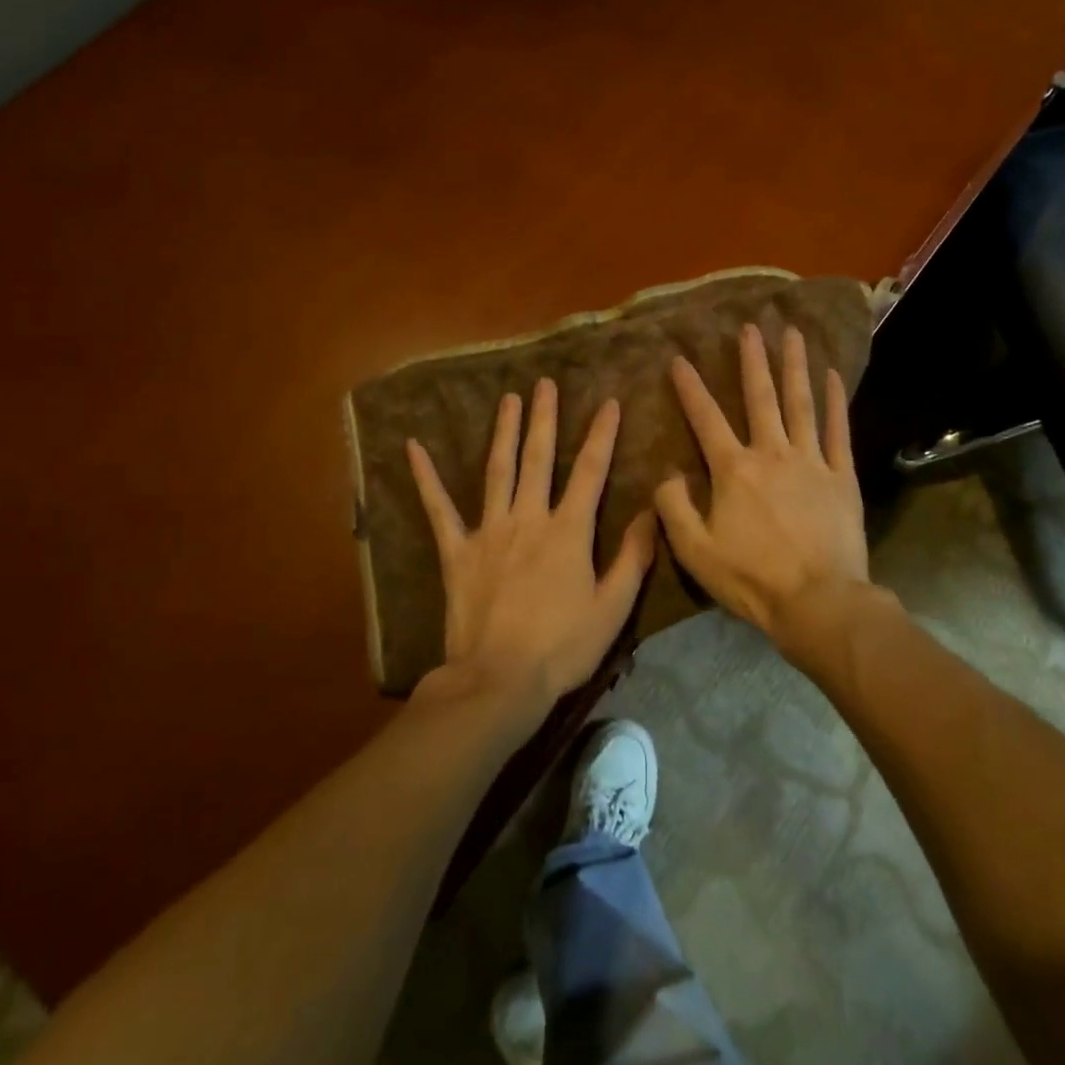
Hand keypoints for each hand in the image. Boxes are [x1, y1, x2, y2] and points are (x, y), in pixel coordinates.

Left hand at [407, 379, 654, 710]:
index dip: (602, 434)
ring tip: (508, 399)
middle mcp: (529, 518)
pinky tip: (413, 448)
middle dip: (544, 418)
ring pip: (498, 470)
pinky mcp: (457, 551)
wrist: (499, 680)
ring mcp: (489, 531)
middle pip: (539, 458)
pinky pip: (439, 508)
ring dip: (504, 432)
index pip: (591, 471)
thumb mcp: (613, 607)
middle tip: (544, 384)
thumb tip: (651, 512)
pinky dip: (426, 478)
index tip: (610, 402)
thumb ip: (633, 557)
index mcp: (568, 531)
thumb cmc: (562, 647)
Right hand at [655, 325, 878, 663]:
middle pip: (760, 398)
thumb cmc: (751, 579)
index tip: (680, 360)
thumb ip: (674, 508)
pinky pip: (839, 431)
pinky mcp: (841, 477)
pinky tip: (834, 376)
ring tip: (792, 333)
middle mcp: (772, 453)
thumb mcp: (695, 551)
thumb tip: (665, 475)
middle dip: (752, 360)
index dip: (690, 388)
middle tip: (750, 327)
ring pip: (801, 403)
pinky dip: (836, 401)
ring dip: (794, 366)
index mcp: (734, 470)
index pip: (706, 419)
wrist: (818, 602)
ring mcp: (811, 462)